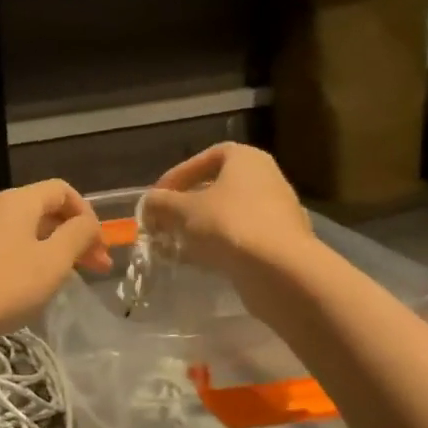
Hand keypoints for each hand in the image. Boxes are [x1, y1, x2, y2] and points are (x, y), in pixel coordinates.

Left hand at [0, 179, 108, 344]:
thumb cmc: (3, 286)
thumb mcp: (52, 262)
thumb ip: (77, 236)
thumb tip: (87, 224)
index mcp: (17, 201)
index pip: (61, 190)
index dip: (87, 214)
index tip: (100, 248)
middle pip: (42, 210)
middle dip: (72, 236)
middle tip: (95, 269)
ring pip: (22, 232)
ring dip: (49, 250)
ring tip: (64, 280)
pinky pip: (2, 248)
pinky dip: (24, 260)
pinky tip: (27, 289)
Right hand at [140, 143, 317, 277]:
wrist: (279, 269)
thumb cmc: (229, 224)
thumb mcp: (182, 210)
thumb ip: (160, 203)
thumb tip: (148, 203)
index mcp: (247, 159)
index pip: (207, 157)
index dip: (178, 174)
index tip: (158, 196)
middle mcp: (267, 179)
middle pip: (218, 187)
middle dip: (186, 205)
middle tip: (163, 221)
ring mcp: (276, 212)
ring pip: (227, 214)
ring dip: (199, 227)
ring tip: (174, 244)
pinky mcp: (279, 242)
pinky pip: (240, 237)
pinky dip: (216, 246)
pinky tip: (196, 261)